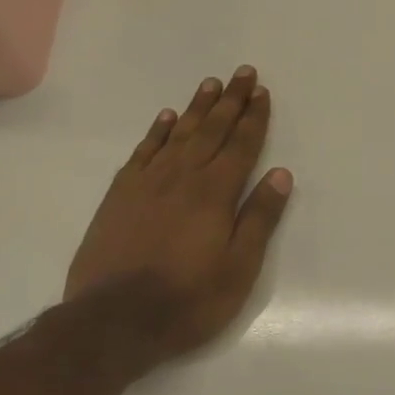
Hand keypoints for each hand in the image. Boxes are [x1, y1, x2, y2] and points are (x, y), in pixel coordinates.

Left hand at [65, 66, 292, 365]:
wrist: (113, 321)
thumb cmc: (188, 300)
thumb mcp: (239, 268)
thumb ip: (259, 218)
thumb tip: (281, 174)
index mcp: (215, 194)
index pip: (241, 146)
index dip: (254, 118)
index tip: (262, 92)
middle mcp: (182, 178)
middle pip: (211, 130)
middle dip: (230, 101)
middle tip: (243, 73)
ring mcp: (147, 184)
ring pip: (177, 134)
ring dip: (196, 108)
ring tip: (210, 84)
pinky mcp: (120, 196)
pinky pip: (143, 152)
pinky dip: (157, 132)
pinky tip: (166, 119)